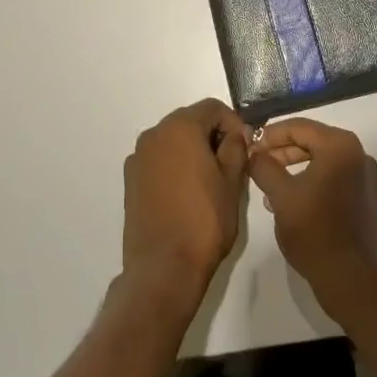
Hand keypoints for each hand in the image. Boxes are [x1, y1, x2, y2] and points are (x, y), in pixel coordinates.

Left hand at [121, 99, 248, 309]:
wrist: (163, 268)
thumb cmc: (204, 221)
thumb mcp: (231, 182)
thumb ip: (235, 148)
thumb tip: (235, 134)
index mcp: (180, 128)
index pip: (212, 108)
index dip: (233, 123)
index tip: (246, 147)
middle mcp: (154, 134)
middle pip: (189, 120)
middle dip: (212, 135)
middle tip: (232, 162)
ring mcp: (138, 157)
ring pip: (172, 140)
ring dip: (193, 150)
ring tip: (210, 179)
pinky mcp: (130, 180)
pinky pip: (158, 160)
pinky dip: (174, 165)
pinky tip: (187, 193)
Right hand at [247, 118, 376, 310]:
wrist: (351, 279)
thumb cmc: (314, 232)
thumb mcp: (280, 195)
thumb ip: (263, 167)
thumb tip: (252, 152)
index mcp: (340, 146)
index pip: (298, 127)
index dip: (270, 135)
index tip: (249, 147)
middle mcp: (357, 154)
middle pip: (311, 141)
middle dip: (281, 151)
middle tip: (256, 164)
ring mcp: (364, 177)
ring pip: (321, 160)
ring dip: (293, 167)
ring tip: (268, 185)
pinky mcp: (364, 198)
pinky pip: (332, 177)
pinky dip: (310, 180)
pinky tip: (290, 200)